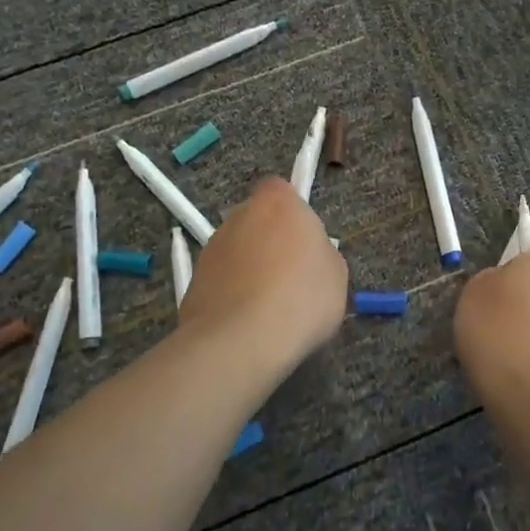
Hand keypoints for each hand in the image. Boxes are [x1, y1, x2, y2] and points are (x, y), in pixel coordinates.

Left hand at [181, 177, 348, 378]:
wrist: (242, 340)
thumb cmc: (302, 297)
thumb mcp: (336, 273)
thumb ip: (320, 252)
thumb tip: (307, 256)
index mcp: (278, 202)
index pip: (280, 190)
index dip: (292, 213)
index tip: (305, 241)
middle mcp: (239, 215)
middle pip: (256, 220)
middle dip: (269, 240)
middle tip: (290, 275)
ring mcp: (212, 247)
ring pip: (237, 250)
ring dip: (249, 267)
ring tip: (268, 306)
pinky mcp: (193, 280)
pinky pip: (221, 280)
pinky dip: (232, 293)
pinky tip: (247, 321)